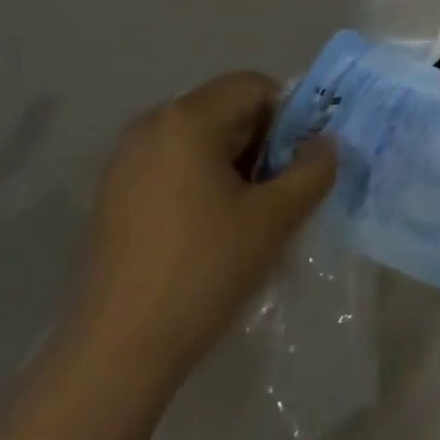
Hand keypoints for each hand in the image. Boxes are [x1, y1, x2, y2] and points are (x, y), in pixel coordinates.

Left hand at [71, 72, 336, 378]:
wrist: (118, 352)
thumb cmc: (204, 271)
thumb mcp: (276, 218)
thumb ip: (313, 170)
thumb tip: (326, 144)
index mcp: (188, 119)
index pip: (254, 86)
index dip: (287, 117)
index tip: (296, 163)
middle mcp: (151, 125)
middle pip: (225, 108)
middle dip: (260, 141)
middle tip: (276, 192)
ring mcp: (125, 159)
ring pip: (200, 137)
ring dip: (232, 162)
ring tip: (245, 214)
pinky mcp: (113, 192)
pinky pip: (172, 162)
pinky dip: (200, 179)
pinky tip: (207, 228)